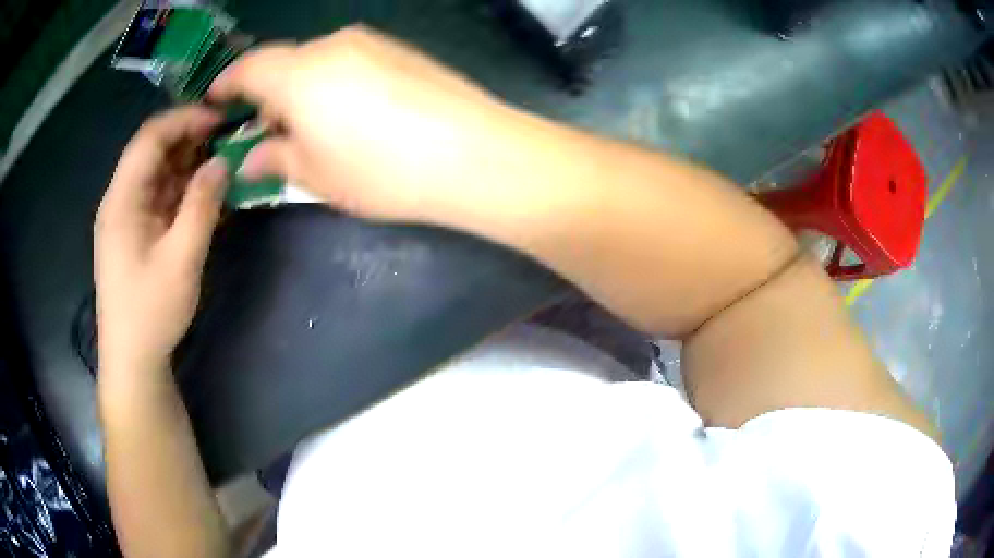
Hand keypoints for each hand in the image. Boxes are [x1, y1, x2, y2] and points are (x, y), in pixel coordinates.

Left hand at [95, 106, 226, 373]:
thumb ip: (202, 205)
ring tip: (224, 165)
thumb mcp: (181, 259)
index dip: (185, 119)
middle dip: (191, 139)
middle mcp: (120, 199)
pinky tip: (206, 196)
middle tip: (229, 140)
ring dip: (189, 165)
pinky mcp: (135, 232)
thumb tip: (222, 161)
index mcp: (122, 199)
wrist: (132, 360)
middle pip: (154, 151)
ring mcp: (127, 216)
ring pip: (159, 173)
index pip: (150, 137)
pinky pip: (160, 198)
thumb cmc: (150, 312)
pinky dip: (183, 191)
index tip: (221, 119)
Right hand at [210, 26, 514, 222]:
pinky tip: (347, 114)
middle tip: (266, 131)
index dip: (228, 83)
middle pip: (285, 62)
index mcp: (299, 73)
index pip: (249, 67)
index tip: (216, 101)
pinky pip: (349, 61)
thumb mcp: (315, 174)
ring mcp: (371, 43)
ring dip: (301, 89)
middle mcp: (333, 45)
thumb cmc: (381, 169)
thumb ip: (275, 157)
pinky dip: (333, 83)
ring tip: (308, 129)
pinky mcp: (400, 51)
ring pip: (317, 61)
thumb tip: (251, 154)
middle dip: (268, 93)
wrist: (472, 154)